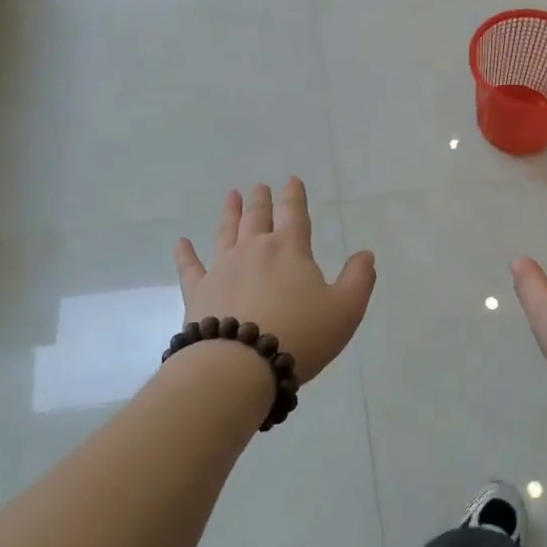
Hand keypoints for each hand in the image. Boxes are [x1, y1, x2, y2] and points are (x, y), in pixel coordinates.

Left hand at [174, 179, 376, 385]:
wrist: (240, 365)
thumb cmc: (300, 335)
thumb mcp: (345, 309)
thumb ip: (359, 279)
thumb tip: (366, 254)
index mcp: (290, 249)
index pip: (294, 214)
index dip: (294, 196)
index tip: (291, 180)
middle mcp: (254, 250)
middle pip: (258, 218)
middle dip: (261, 200)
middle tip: (259, 187)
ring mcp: (223, 268)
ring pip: (226, 233)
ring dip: (230, 213)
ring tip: (231, 196)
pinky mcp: (198, 292)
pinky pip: (190, 267)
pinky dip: (185, 254)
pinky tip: (181, 243)